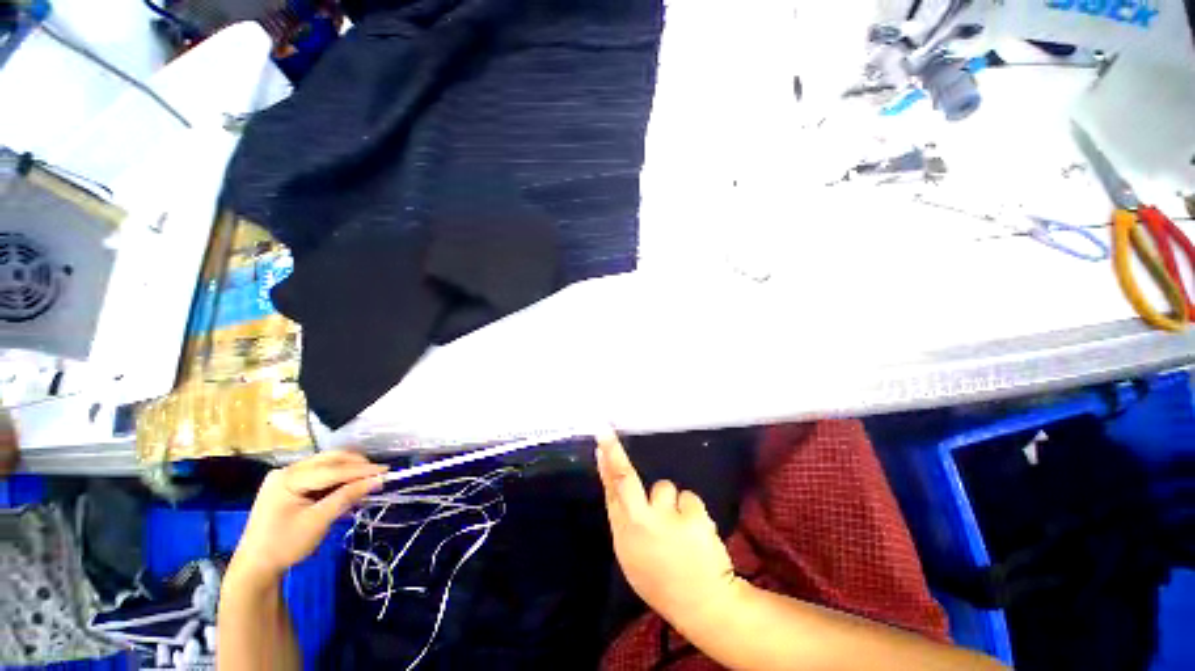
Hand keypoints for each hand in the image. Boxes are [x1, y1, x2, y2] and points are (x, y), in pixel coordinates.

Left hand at [230, 451, 386, 584]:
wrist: (254, 567)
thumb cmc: (285, 545)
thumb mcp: (319, 521)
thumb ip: (348, 496)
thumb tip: (378, 480)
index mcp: (289, 478)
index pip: (333, 469)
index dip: (362, 469)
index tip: (386, 470)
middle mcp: (287, 471)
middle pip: (329, 460)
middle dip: (356, 465)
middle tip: (378, 474)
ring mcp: (286, 477)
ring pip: (326, 465)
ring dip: (348, 471)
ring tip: (367, 481)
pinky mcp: (288, 485)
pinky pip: (319, 474)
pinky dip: (337, 479)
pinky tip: (348, 488)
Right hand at [596, 430, 740, 625]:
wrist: (704, 606)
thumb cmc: (664, 579)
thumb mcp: (633, 556)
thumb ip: (626, 521)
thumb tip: (618, 487)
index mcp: (624, 537)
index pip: (610, 493)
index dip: (604, 467)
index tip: (600, 442)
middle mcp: (640, 525)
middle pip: (625, 479)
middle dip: (615, 453)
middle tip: (606, 432)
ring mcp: (666, 521)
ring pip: (665, 488)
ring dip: (672, 503)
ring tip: (680, 529)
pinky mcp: (692, 518)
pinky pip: (689, 499)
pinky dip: (692, 512)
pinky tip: (696, 534)